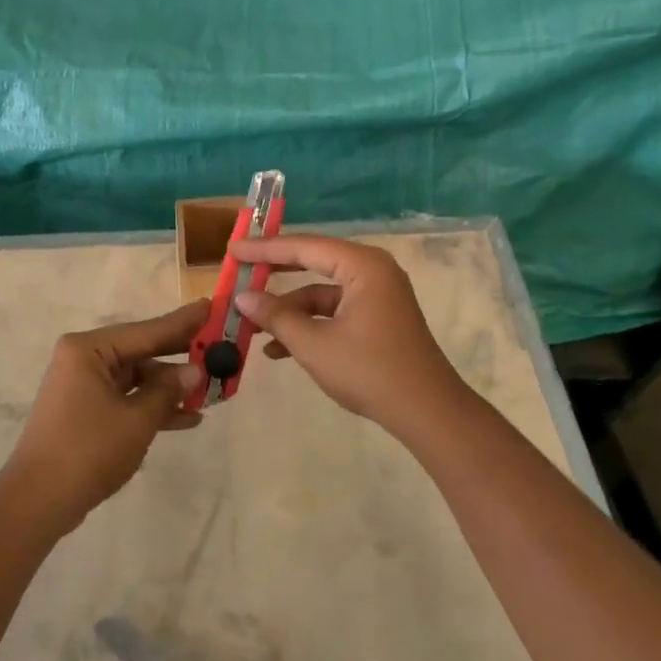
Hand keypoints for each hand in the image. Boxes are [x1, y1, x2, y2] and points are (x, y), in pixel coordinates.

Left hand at [2, 300, 208, 533]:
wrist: (38, 502)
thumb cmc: (88, 451)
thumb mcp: (137, 420)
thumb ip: (168, 391)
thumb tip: (195, 371)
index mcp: (89, 350)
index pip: (146, 331)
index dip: (182, 322)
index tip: (212, 306)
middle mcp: (83, 359)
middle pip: (141, 351)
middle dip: (179, 355)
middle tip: (218, 345)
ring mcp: (82, 385)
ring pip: (136, 376)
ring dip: (169, 387)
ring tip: (210, 390)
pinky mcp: (85, 410)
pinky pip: (125, 397)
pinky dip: (151, 406)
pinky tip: (187, 418)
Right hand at [231, 235, 467, 431]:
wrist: (428, 413)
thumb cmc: (370, 371)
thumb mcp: (314, 344)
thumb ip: (276, 316)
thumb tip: (242, 298)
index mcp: (362, 265)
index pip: (304, 247)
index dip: (264, 249)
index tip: (232, 249)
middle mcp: (372, 271)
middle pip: (313, 262)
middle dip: (274, 273)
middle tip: (239, 270)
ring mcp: (377, 295)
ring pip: (321, 292)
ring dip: (289, 309)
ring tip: (252, 325)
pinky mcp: (378, 318)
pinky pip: (335, 311)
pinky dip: (309, 324)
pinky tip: (279, 349)